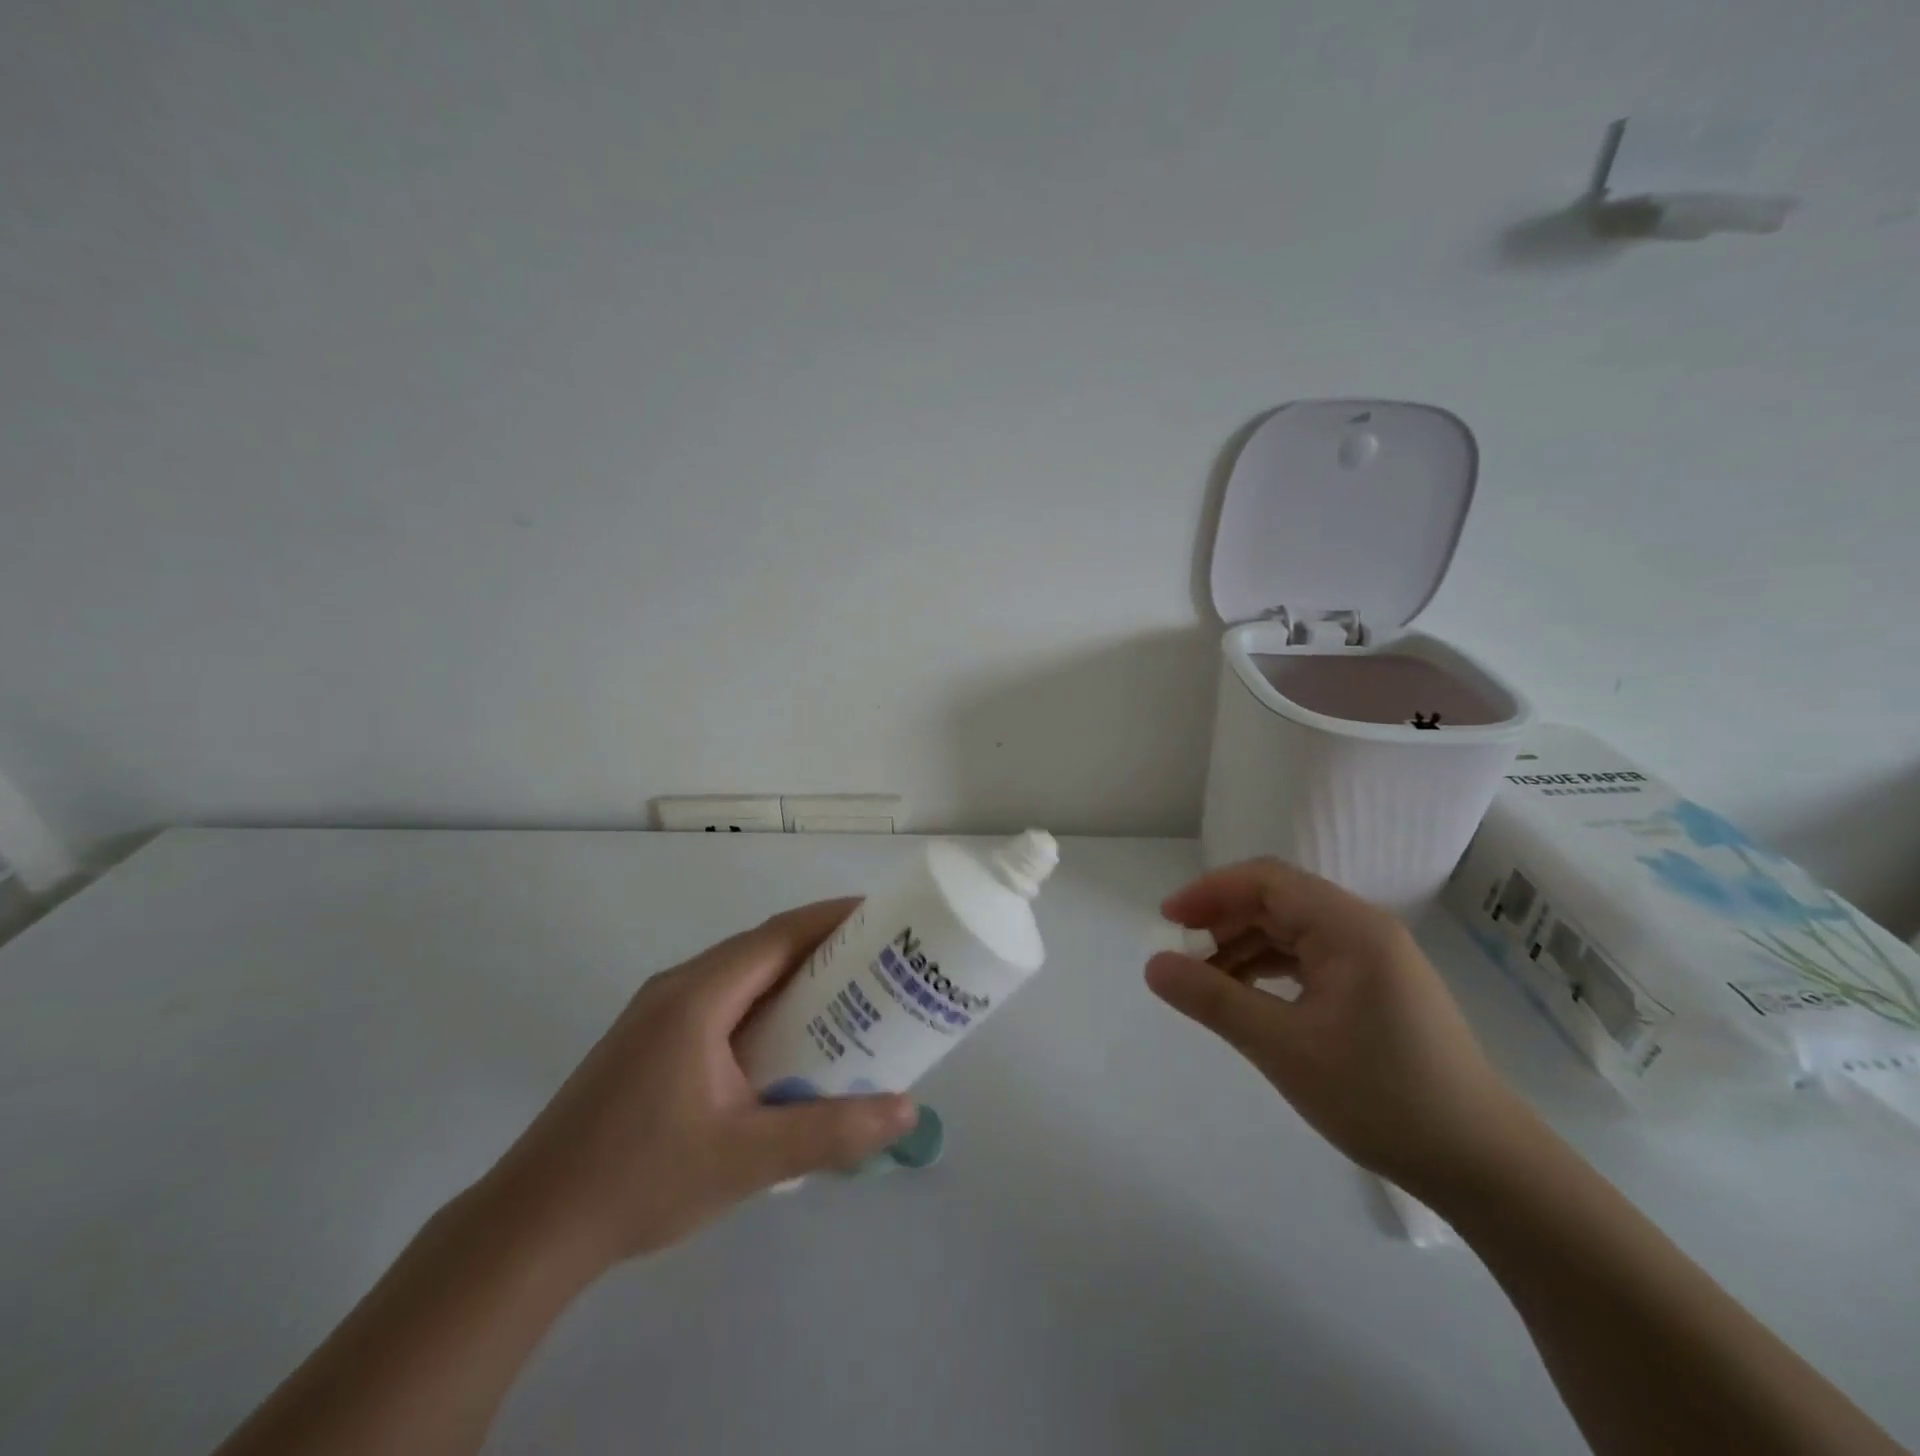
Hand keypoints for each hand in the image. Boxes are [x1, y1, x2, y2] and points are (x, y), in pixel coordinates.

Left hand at [478, 900, 916, 1275]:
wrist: (529, 1229)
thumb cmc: (639, 1180)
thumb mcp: (746, 1159)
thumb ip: (830, 1132)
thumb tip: (905, 1109)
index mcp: (698, 996)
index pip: (779, 935)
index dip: (834, 918)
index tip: (884, 917)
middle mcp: (677, 989)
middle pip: (762, 948)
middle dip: (823, 948)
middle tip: (880, 964)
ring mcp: (657, 1015)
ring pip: (740, 977)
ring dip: (791, 979)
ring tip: (846, 1000)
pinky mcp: (649, 1043)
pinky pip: (721, 1003)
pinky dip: (763, 1006)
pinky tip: (786, 1046)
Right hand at [1147, 858, 1537, 1198]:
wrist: (1483, 1166)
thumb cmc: (1381, 1097)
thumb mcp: (1283, 1047)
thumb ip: (1213, 999)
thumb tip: (1153, 966)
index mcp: (1349, 927)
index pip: (1266, 881)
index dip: (1210, 892)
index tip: (1167, 921)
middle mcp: (1363, 929)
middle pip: (1278, 901)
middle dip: (1223, 920)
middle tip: (1181, 957)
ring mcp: (1374, 959)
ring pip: (1292, 931)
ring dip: (1244, 947)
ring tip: (1206, 983)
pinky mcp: (1377, 988)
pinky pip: (1310, 959)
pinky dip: (1270, 969)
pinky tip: (1249, 997)